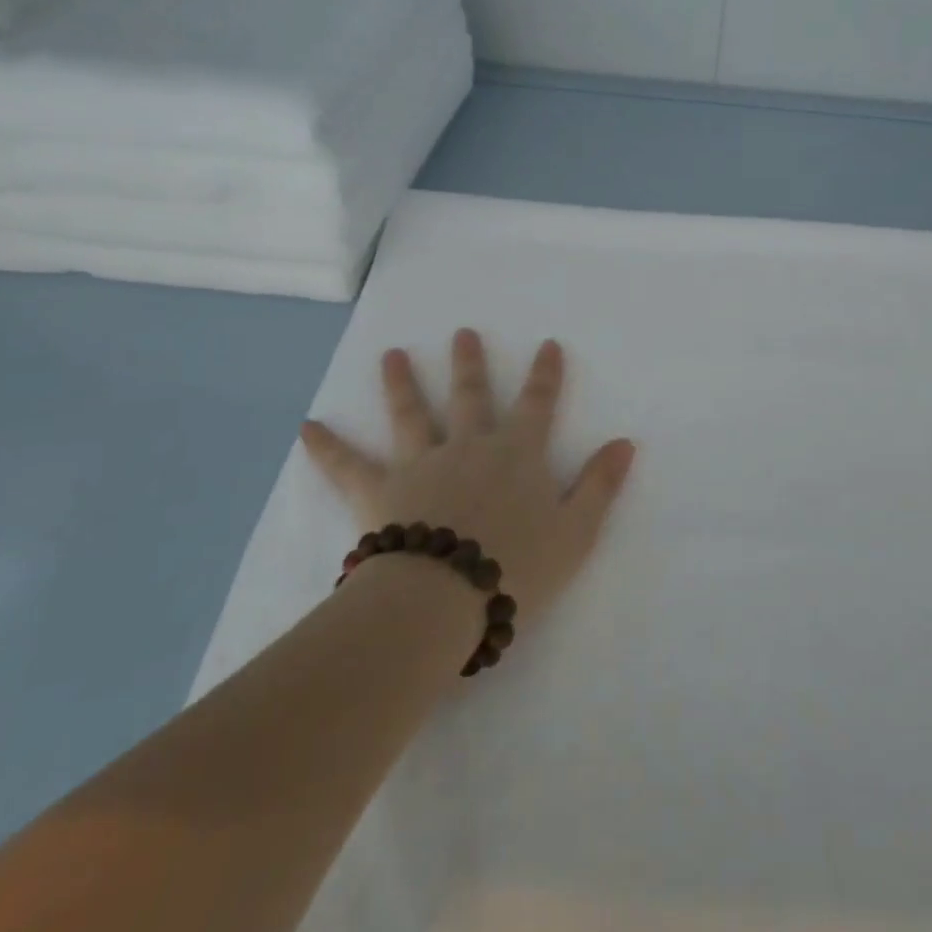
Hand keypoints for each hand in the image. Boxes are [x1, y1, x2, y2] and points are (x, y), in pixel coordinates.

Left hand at [299, 328, 636, 614]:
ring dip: (401, 383)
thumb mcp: (577, 531)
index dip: (545, 374)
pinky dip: (327, 447)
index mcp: (517, 453)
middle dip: (469, 363)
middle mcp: (469, 446)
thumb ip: (600, 484)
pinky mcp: (379, 492)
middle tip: (462, 333)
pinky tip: (306, 427)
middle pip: (470, 396)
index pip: (537, 404)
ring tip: (392, 355)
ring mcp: (420, 464)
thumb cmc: (518, 566)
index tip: (547, 344)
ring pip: (411, 414)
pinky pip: (347, 466)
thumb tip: (625, 442)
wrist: (445, 598)